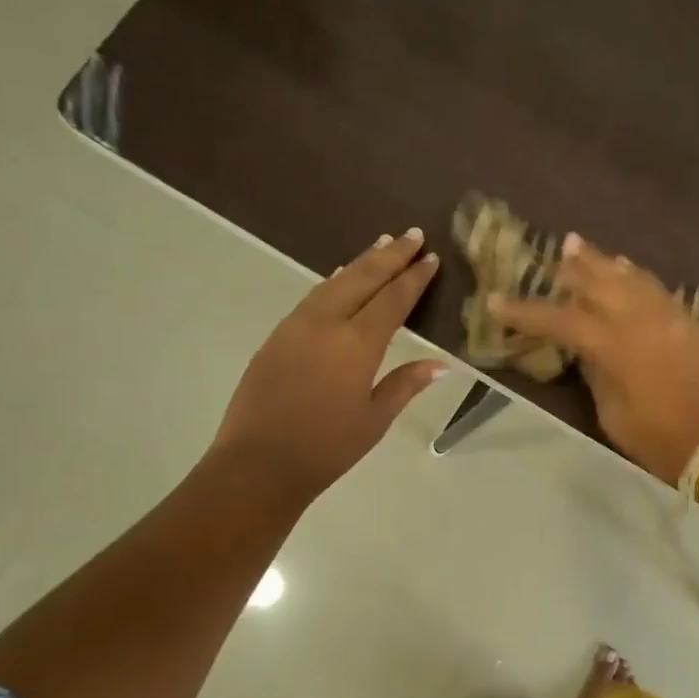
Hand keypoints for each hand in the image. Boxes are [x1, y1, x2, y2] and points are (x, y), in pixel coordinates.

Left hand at [209, 229, 445, 505]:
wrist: (258, 463)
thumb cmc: (326, 448)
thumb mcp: (375, 419)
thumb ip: (405, 384)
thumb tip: (440, 364)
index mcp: (357, 344)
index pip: (393, 300)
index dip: (414, 278)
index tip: (430, 258)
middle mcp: (327, 323)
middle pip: (363, 278)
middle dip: (390, 255)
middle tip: (411, 233)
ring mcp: (296, 326)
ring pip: (334, 282)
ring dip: (360, 262)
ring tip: (380, 245)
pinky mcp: (276, 336)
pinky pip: (312, 297)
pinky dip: (333, 282)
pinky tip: (339, 279)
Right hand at [490, 235, 698, 483]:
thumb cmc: (660, 439)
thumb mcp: (613, 414)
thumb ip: (597, 376)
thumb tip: (588, 353)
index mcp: (614, 345)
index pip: (560, 320)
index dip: (526, 311)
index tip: (497, 301)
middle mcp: (640, 319)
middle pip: (600, 282)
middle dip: (575, 266)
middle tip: (558, 250)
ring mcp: (669, 316)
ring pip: (631, 278)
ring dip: (606, 263)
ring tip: (586, 249)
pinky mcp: (690, 322)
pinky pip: (657, 289)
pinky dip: (637, 278)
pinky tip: (630, 274)